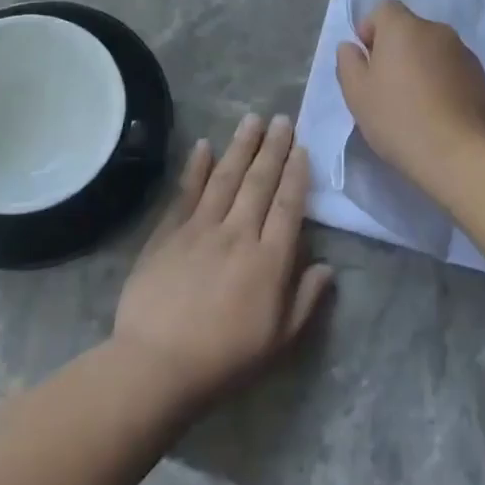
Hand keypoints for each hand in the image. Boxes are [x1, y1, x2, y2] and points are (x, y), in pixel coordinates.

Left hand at [113, 114, 333, 414]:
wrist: (157, 365)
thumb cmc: (224, 358)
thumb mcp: (278, 341)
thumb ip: (305, 300)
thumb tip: (327, 267)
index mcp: (269, 260)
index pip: (288, 205)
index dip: (297, 174)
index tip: (302, 148)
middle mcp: (238, 233)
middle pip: (260, 182)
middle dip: (273, 148)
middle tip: (282, 119)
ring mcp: (200, 229)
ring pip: (226, 178)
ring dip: (241, 146)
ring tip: (252, 119)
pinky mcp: (168, 233)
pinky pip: (186, 192)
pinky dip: (196, 167)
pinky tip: (204, 145)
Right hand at [335, 0, 484, 192]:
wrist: (457, 153)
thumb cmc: (397, 118)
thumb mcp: (356, 93)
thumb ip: (348, 62)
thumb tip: (352, 46)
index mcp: (404, 27)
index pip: (384, 9)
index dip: (371, 30)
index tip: (368, 63)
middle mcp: (437, 30)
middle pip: (410, 30)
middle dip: (396, 50)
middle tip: (387, 87)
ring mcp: (464, 53)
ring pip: (433, 50)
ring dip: (421, 65)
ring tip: (415, 104)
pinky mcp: (481, 77)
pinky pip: (453, 69)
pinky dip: (443, 81)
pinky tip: (438, 113)